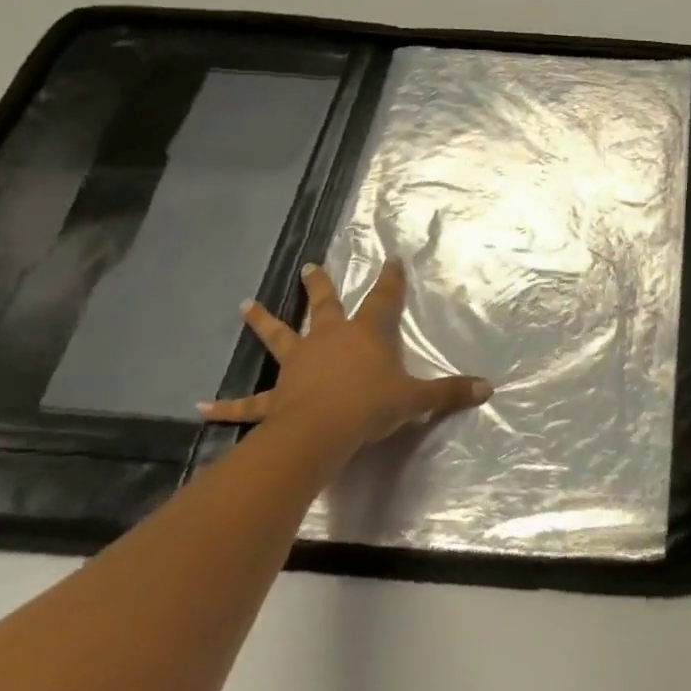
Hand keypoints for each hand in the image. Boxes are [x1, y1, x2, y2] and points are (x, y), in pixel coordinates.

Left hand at [198, 260, 491, 455]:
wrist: (322, 431)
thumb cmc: (371, 406)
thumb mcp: (416, 399)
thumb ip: (450, 392)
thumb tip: (489, 389)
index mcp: (365, 335)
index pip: (383, 299)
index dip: (390, 279)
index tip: (392, 258)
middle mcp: (329, 340)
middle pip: (324, 306)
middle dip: (320, 286)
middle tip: (310, 266)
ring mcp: (298, 365)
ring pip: (279, 337)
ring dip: (263, 321)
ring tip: (246, 305)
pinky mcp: (276, 396)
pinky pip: (248, 402)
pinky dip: (227, 405)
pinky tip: (201, 406)